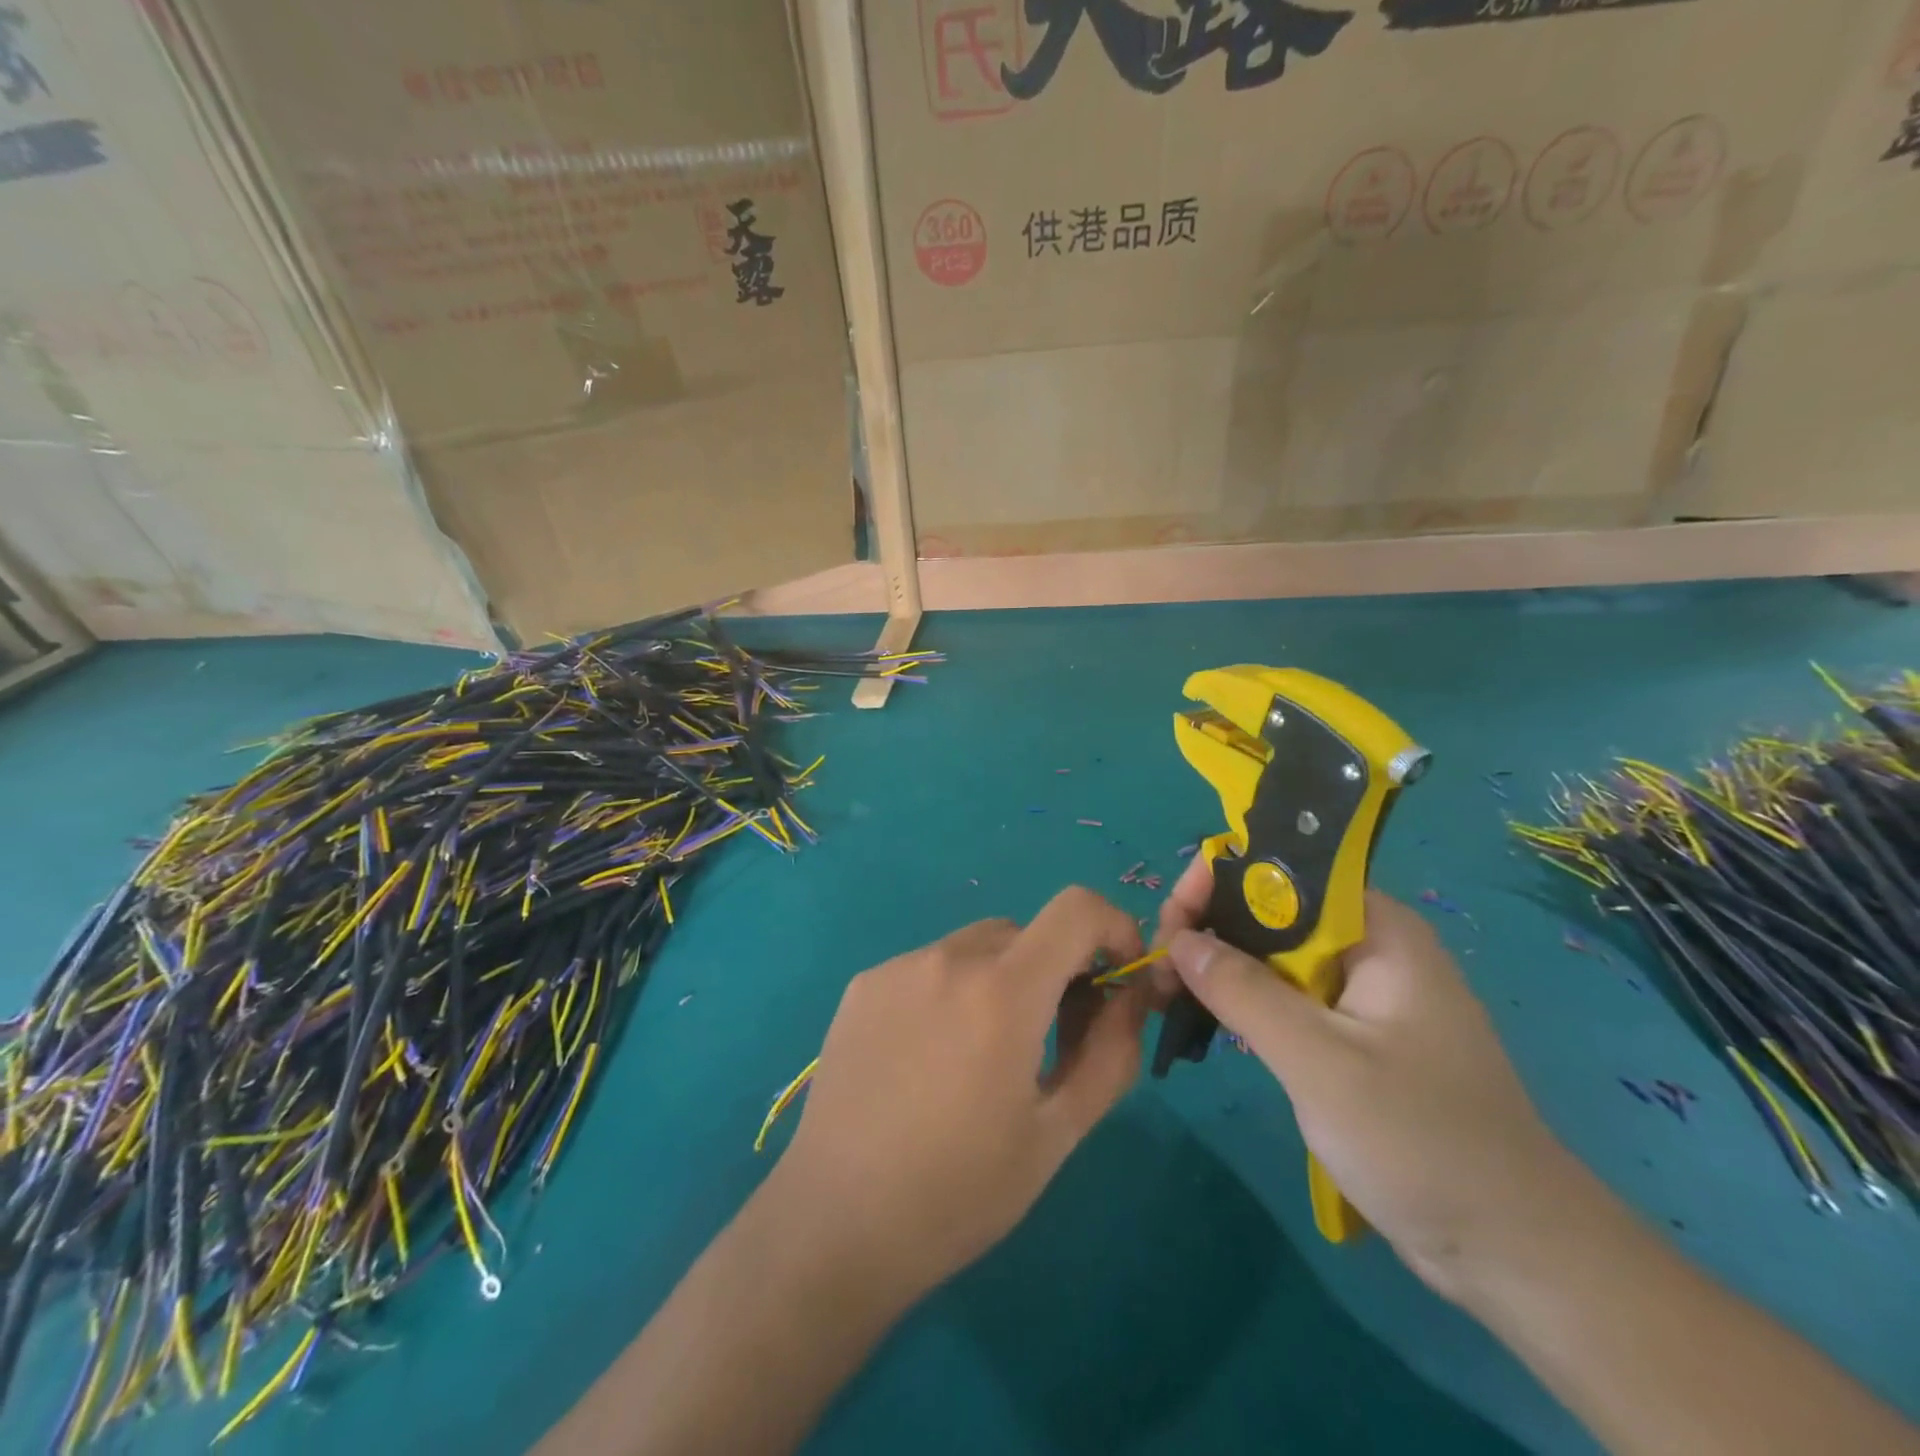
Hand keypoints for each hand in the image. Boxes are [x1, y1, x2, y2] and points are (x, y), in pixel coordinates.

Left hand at [772, 887, 1150, 1303]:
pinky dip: (951, 990)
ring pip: (977, 948)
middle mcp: (948, 958)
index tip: (1113, 978)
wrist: (835, 1224)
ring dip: (1001, 980)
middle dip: (1056, 971)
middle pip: (1027, 934)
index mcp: (1003, 991)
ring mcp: (898, 967)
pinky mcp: (862, 985)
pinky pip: (929, 966)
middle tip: (1051, 1040)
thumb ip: (1109, 1052)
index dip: (1112, 927)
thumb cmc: (960, 1191)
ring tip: (982, 1056)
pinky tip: (928, 1057)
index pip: (1076, 908)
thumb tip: (1128, 995)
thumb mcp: (1057, 1133)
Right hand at [1155, 860, 1580, 1300]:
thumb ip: (1244, 992)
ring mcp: (1365, 993)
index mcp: (1379, 930)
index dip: (1219, 884)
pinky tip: (1212, 1021)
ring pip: (1276, 957)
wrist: (1517, 1253)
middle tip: (1160, 972)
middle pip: (1273, 912)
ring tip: (1170, 995)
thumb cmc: (1422, 1143)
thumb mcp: (1320, 1062)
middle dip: (1211, 930)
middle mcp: (1371, 947)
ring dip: (1222, 969)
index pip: (1283, 875)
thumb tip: (1179, 938)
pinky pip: (1289, 997)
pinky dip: (1247, 1003)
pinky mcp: (1357, 1036)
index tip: (1171, 924)